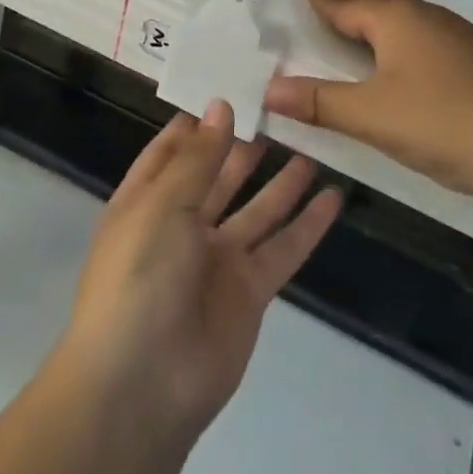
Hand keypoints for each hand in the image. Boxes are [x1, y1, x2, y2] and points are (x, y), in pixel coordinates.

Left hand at [50, 103, 341, 446]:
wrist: (143, 385)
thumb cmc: (139, 276)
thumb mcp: (162, 204)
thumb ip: (198, 158)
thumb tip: (220, 107)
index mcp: (147, 200)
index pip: (174, 150)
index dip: (200, 122)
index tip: (232, 88)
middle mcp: (182, 224)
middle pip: (220, 175)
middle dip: (245, 145)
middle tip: (283, 110)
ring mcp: (218, 259)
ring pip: (257, 209)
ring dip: (282, 181)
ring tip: (312, 145)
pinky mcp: (250, 291)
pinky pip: (283, 249)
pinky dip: (308, 226)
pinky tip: (333, 198)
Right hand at [262, 0, 472, 202]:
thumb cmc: (438, 122)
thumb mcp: (369, 115)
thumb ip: (318, 102)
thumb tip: (267, 90)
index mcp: (396, 22)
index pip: (350, 6)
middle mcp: (426, 18)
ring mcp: (458, 35)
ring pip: (410, 7)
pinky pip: (430, 23)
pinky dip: (410, 19)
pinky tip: (421, 34)